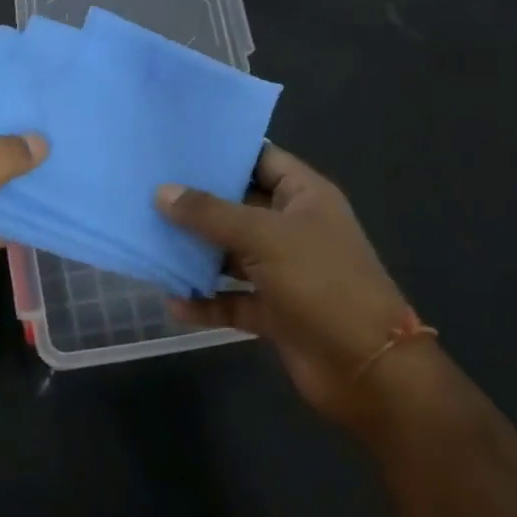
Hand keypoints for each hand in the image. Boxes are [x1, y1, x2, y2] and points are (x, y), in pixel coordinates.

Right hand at [159, 145, 413, 429]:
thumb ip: (210, 214)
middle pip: (239, 206)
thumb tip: (161, 192)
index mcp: (304, 197)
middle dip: (197, 202)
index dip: (224, 151)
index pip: (260, 159)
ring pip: (231, 253)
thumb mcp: (264, 237)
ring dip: (196, 252)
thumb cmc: (322, 283)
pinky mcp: (275, 311)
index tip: (176, 145)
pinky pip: (232, 299)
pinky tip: (173, 301)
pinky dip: (206, 301)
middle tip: (147, 187)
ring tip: (149, 238)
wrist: (369, 371)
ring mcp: (284, 272)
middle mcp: (293, 228)